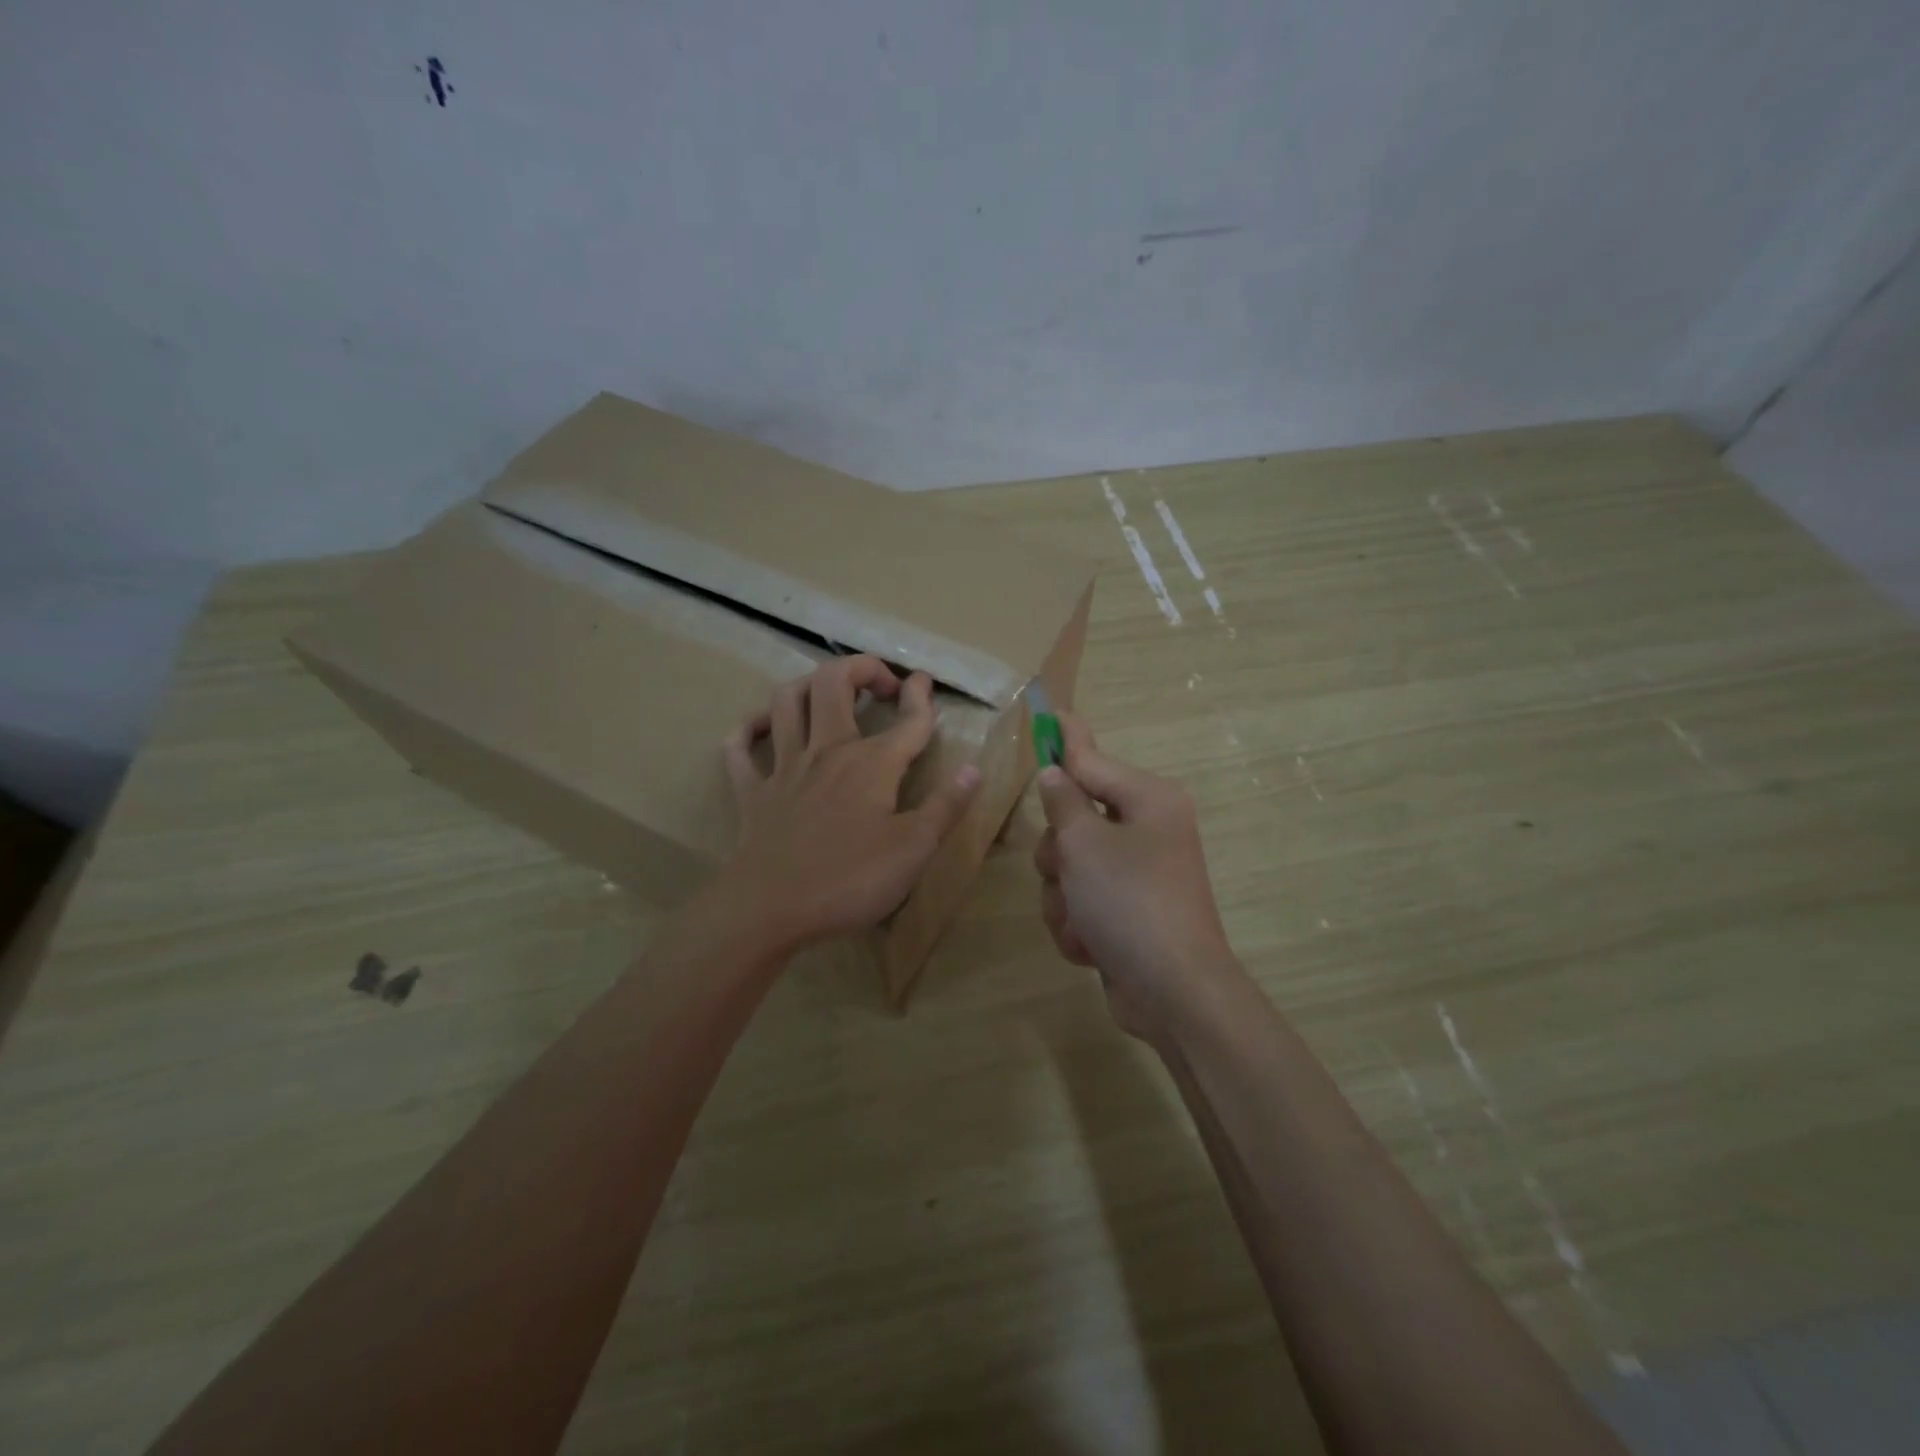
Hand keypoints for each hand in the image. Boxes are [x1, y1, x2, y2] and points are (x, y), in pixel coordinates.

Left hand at [719, 655, 979, 953]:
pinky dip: (748, 730)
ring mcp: (785, 768)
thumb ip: (945, 806)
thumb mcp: (914, 850)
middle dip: (860, 668)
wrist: (769, 908)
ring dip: (807, 684)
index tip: (925, 681)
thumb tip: (973, 769)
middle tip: (881, 684)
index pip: (907, 720)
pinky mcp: (753, 793)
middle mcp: (827, 751)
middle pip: (834, 684)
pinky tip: (760, 727)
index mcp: (871, 764)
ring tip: (825, 691)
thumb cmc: (849, 880)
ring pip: (786, 702)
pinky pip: (740, 749)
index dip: (921, 696)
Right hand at [1033, 713, 1240, 1042]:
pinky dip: (1077, 923)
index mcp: (1147, 800)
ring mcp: (1136, 874)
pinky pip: (1081, 901)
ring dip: (1063, 896)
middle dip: (1058, 853)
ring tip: (1082, 920)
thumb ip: (1063, 802)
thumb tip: (1055, 773)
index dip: (1064, 739)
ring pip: (1070, 866)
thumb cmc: (1130, 902)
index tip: (1047, 711)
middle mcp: (1146, 830)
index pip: (1092, 758)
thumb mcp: (1085, 844)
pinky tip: (1091, 944)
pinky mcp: (1126, 911)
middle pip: (1073, 818)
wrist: (1172, 992)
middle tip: (1068, 871)